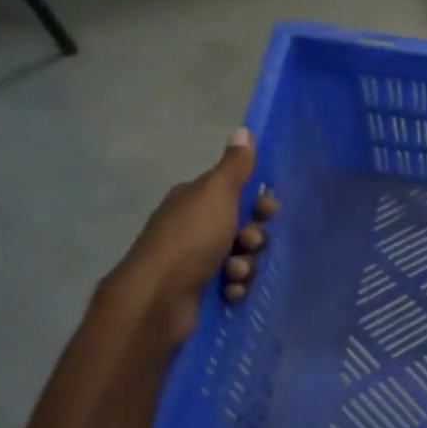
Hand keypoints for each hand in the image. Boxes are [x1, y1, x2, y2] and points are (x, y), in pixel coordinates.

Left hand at [102, 128, 279, 348]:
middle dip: (254, 237)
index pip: (235, 192)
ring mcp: (194, 260)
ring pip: (239, 257)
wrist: (158, 298)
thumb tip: (243, 130)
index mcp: (194, 199)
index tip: (268, 210)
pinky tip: (228, 291)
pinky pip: (230, 284)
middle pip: (241, 226)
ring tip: (234, 273)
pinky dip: (233, 287)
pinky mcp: (197, 290)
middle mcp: (192, 226)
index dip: (257, 202)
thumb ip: (234, 166)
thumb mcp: (217, 193)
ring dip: (245, 265)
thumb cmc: (191, 238)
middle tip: (249, 244)